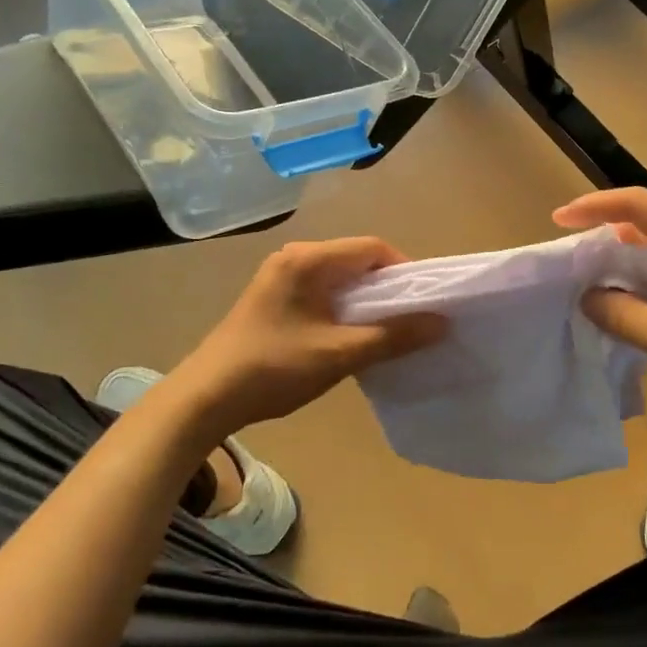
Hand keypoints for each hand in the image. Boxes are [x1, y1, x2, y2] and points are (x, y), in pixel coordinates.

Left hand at [172, 238, 445, 436]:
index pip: (372, 248)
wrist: (205, 397)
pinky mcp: (274, 298)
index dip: (405, 271)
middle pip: (356, 260)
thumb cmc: (274, 368)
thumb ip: (392, 336)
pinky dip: (344, 308)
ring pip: (340, 278)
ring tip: (388, 331)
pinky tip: (352, 335)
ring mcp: (281, 277)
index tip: (424, 303)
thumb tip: (441, 323)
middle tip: (412, 319)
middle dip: (388, 288)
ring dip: (366, 300)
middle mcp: (294, 257)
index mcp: (309, 259)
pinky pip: (322, 291)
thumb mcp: (339, 354)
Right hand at [555, 189, 646, 434]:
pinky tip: (629, 308)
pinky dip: (646, 284)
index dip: (595, 207)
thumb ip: (624, 315)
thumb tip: (587, 297)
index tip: (559, 221)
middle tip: (571, 260)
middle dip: (606, 237)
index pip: (638, 205)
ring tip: (591, 284)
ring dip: (626, 264)